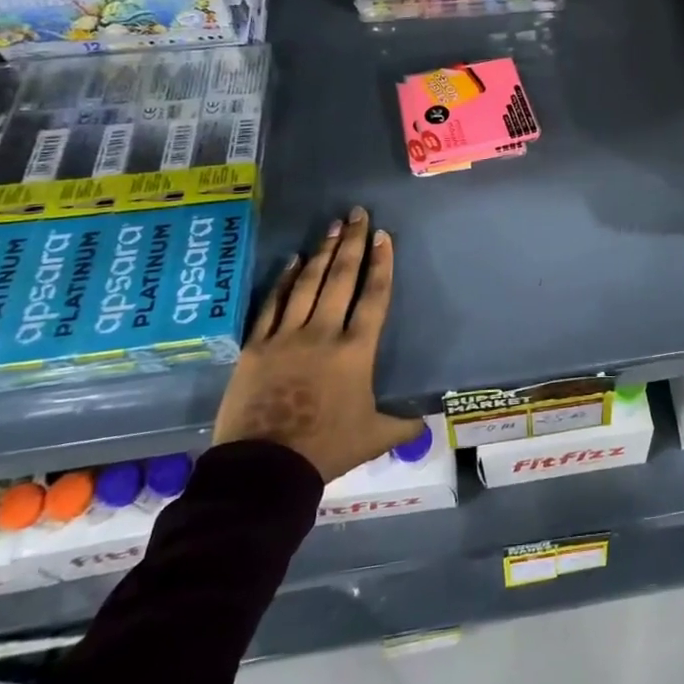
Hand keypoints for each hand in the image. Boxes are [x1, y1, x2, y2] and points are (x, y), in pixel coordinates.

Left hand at [213, 207, 421, 481]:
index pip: (374, 296)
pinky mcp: (256, 347)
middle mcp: (323, 333)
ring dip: (322, 253)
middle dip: (353, 243)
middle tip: (358, 214)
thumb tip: (426, 423)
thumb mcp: (373, 437)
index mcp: (356, 351)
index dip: (381, 264)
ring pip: (307, 284)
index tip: (384, 236)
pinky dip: (282, 281)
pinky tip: (291, 261)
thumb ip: (401, 424)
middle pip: (342, 278)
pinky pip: (271, 305)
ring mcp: (286, 336)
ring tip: (333, 227)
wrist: (265, 469)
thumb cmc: (326, 449)